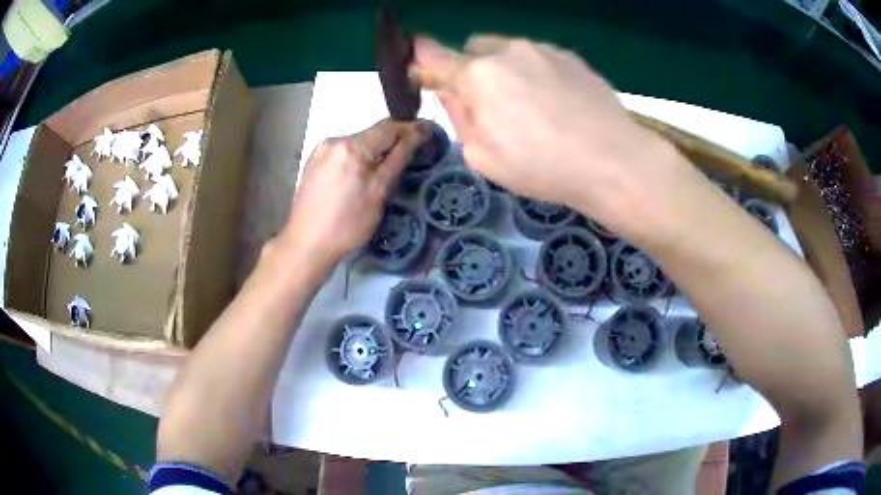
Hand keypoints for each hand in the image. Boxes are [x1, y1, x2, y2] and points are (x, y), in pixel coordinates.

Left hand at [280, 119, 429, 266]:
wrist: (306, 243)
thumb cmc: (347, 224)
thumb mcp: (378, 192)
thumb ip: (397, 159)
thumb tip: (415, 135)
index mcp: (353, 146)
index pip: (389, 127)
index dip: (411, 128)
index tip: (429, 131)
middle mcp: (335, 140)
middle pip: (371, 133)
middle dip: (392, 140)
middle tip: (411, 151)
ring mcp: (321, 150)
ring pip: (357, 143)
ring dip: (374, 150)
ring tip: (384, 167)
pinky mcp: (313, 162)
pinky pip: (343, 152)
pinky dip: (357, 158)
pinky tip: (359, 175)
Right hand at [413, 35, 687, 232]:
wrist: (613, 161)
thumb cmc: (542, 167)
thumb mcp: (483, 156)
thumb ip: (458, 116)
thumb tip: (449, 92)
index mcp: (478, 76)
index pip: (435, 56)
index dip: (422, 59)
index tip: (421, 66)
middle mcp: (507, 50)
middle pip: (473, 48)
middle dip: (472, 69)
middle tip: (490, 103)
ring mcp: (542, 49)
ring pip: (507, 50)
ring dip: (504, 69)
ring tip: (531, 106)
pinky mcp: (570, 55)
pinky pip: (537, 56)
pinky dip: (535, 72)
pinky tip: (556, 102)